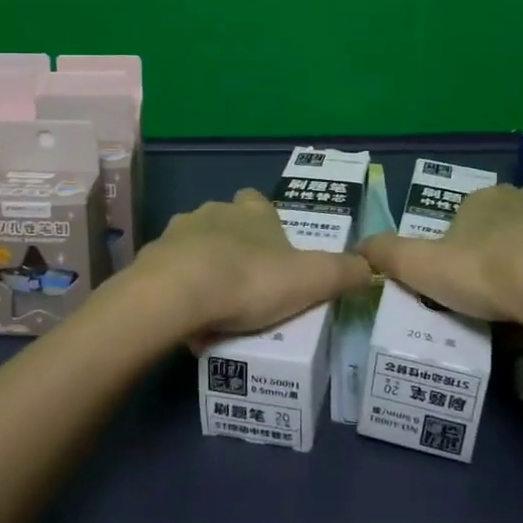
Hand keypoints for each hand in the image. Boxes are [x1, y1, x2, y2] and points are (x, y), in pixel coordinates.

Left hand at [131, 189, 371, 340]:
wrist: (177, 294)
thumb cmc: (249, 280)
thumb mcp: (311, 280)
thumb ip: (344, 272)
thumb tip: (370, 267)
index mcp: (253, 212)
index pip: (259, 203)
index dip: (267, 223)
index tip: (274, 252)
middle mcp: (214, 212)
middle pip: (227, 223)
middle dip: (235, 247)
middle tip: (248, 285)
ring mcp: (178, 233)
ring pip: (196, 246)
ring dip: (205, 268)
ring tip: (217, 308)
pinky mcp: (151, 259)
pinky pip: (170, 273)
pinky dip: (180, 290)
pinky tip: (189, 320)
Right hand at [360, 183, 522, 334]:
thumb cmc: (485, 271)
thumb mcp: (421, 267)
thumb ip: (387, 254)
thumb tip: (357, 246)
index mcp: (480, 199)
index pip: (463, 218)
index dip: (457, 249)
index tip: (459, 282)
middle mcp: (521, 197)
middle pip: (502, 224)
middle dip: (496, 252)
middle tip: (492, 294)